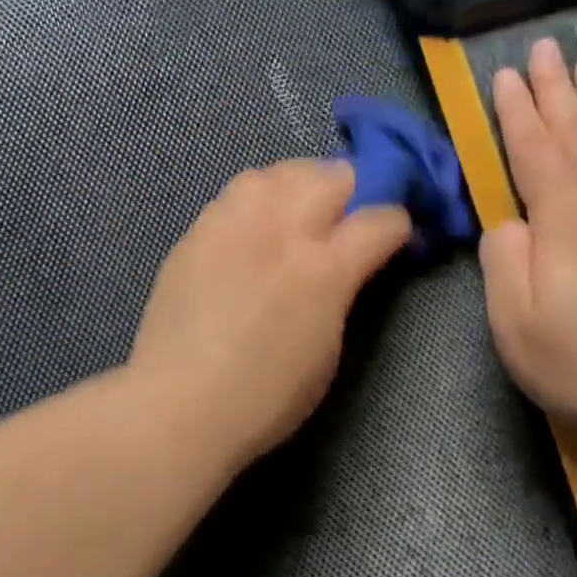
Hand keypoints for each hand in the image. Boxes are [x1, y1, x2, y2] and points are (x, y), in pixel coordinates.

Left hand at [130, 159, 411, 468]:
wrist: (179, 405)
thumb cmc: (265, 397)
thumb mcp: (328, 349)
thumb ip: (344, 291)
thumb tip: (351, 262)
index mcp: (323, 270)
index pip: (381, 218)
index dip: (398, 225)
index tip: (395, 238)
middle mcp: (280, 231)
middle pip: (333, 174)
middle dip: (353, 190)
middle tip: (346, 219)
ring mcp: (233, 224)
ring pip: (279, 171)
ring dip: (300, 184)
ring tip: (298, 211)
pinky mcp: (196, 230)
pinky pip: (236, 192)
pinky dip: (258, 199)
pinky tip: (254, 228)